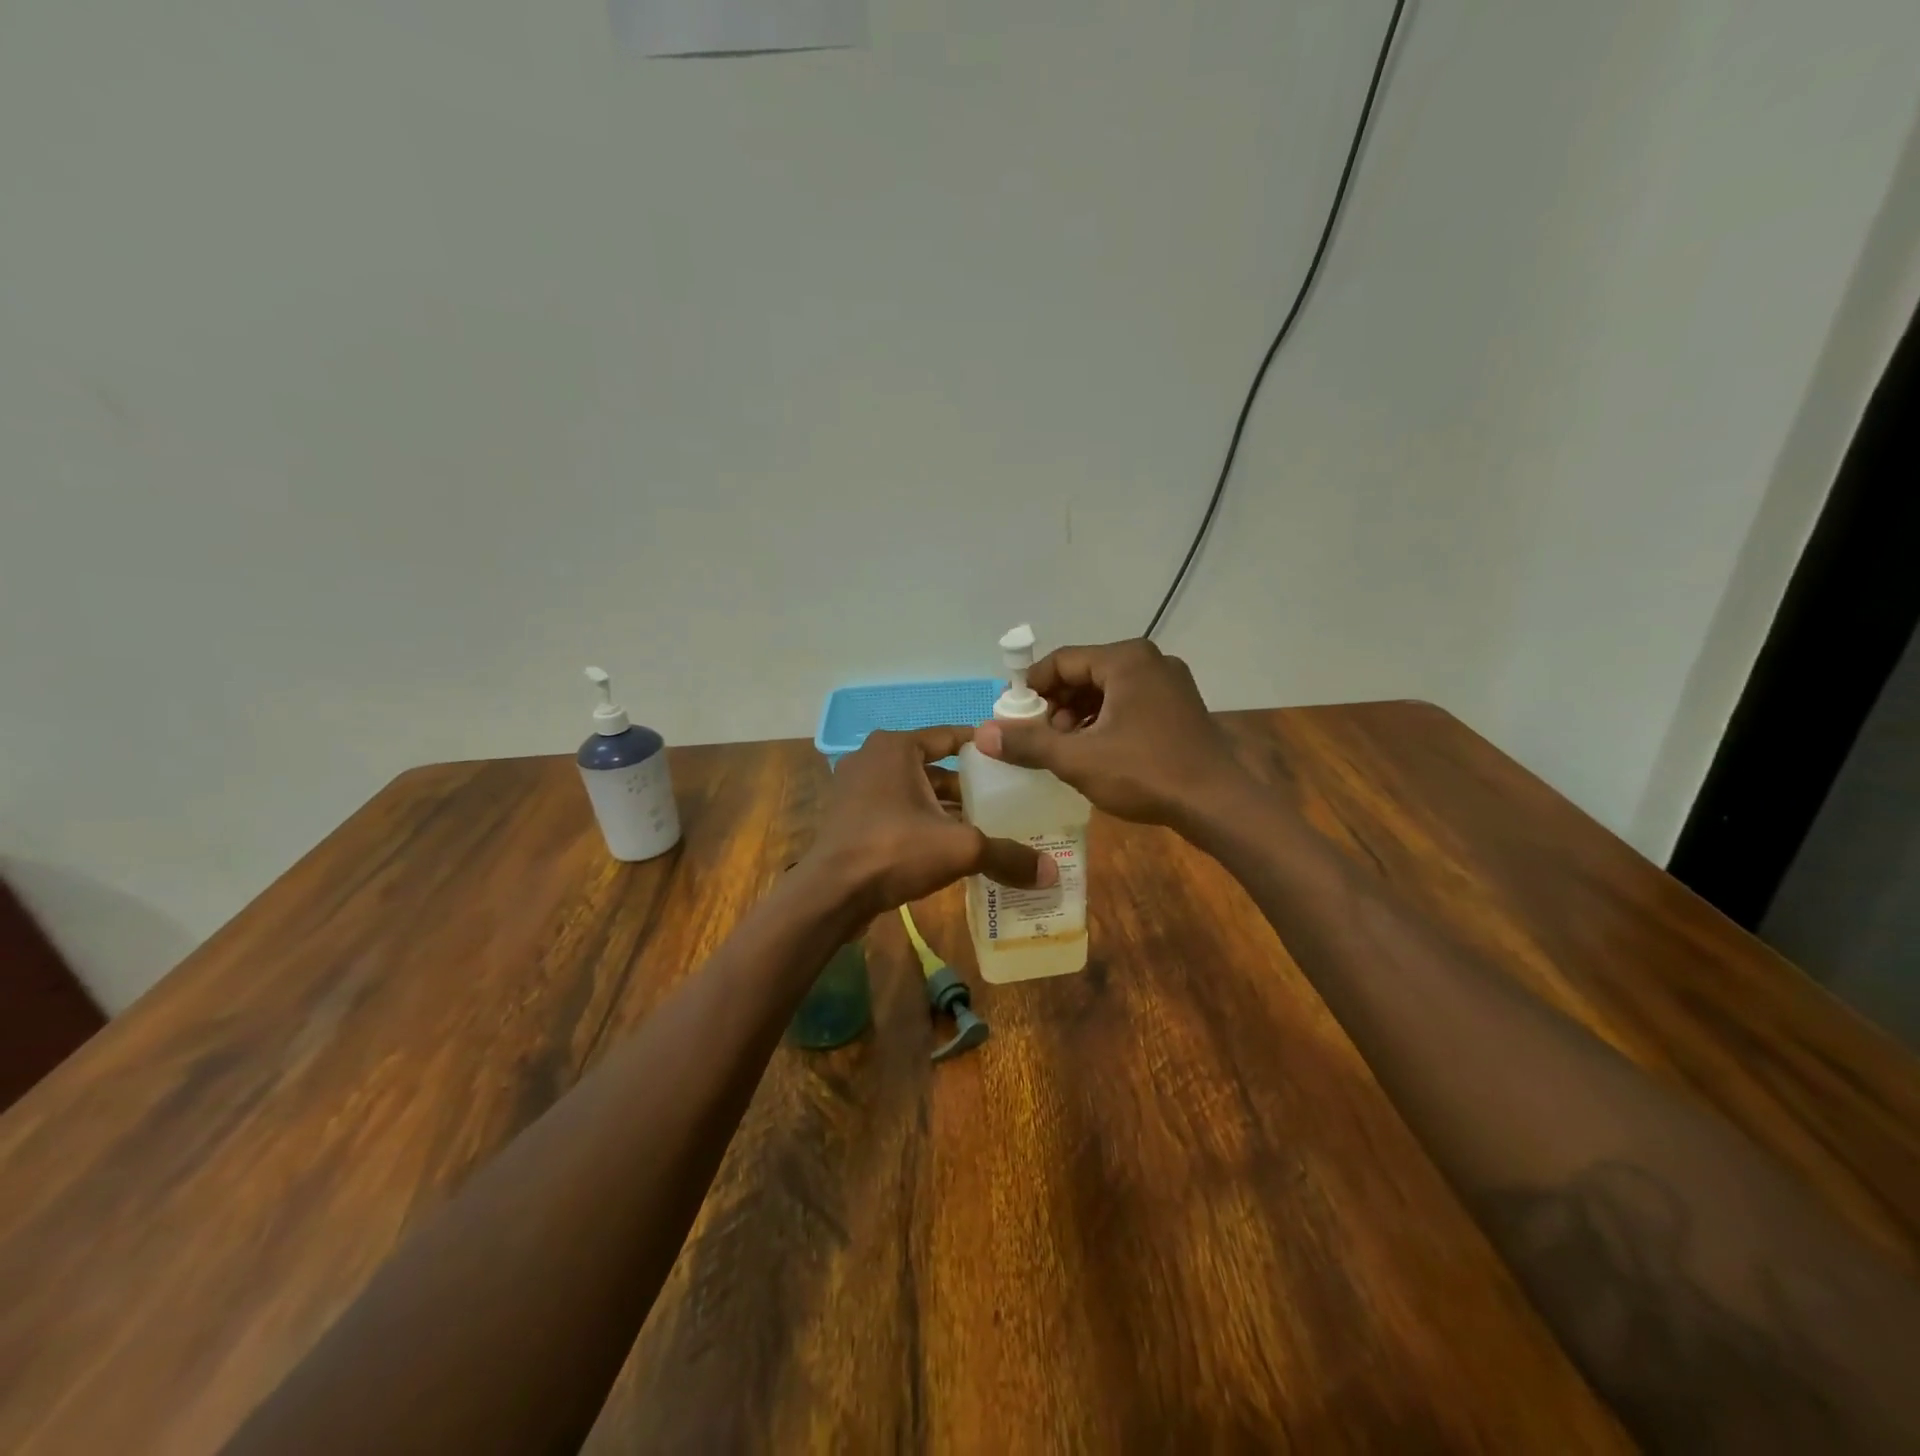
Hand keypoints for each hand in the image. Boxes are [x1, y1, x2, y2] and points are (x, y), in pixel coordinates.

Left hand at [803, 727, 1056, 923]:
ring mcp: (856, 787)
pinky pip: (896, 810)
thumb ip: (1006, 855)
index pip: (952, 737)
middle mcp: (873, 757)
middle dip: (967, 785)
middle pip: (934, 766)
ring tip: (984, 827)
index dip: (985, 749)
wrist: (830, 893)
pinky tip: (947, 847)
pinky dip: (920, 822)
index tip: (1015, 762)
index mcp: (896, 747)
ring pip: (914, 791)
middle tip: (1006, 801)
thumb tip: (1051, 873)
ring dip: (944, 808)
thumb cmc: (893, 850)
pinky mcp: (849, 816)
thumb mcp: (959, 849)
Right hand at [973, 639, 1250, 830]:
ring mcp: (1169, 684)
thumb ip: (1029, 743)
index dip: (1030, 688)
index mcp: (1125, 660)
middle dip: (1054, 705)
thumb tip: (983, 733)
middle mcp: (1149, 661)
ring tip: (1062, 750)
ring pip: (1106, 691)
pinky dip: (1103, 723)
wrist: (1219, 804)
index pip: (1061, 661)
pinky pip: (1128, 704)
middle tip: (1036, 738)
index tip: (1011, 718)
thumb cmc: (1145, 773)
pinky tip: (1093, 753)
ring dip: (1077, 717)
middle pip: (1084, 674)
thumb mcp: (1078, 759)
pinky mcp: (1179, 707)